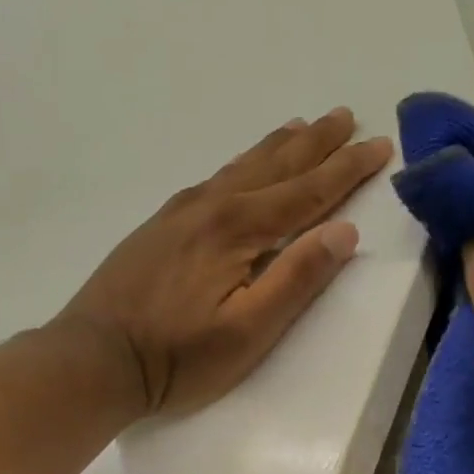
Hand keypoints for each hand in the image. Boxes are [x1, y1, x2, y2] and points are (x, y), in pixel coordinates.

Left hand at [56, 108, 392, 417]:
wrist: (94, 358)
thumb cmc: (177, 356)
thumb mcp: (248, 331)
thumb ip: (296, 280)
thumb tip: (344, 232)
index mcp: (238, 228)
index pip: (306, 191)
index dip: (346, 169)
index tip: (379, 144)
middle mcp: (211, 207)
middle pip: (274, 166)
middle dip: (315, 142)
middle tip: (345, 115)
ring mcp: (180, 213)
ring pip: (240, 167)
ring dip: (277, 146)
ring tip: (301, 126)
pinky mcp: (159, 227)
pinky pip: (214, 179)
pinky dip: (241, 164)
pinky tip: (240, 169)